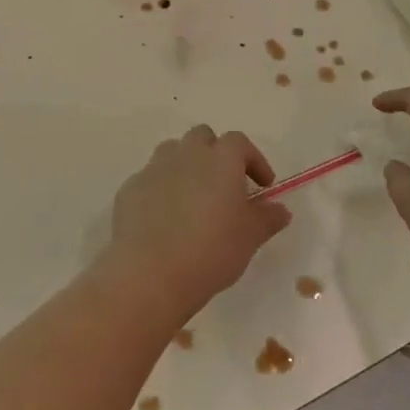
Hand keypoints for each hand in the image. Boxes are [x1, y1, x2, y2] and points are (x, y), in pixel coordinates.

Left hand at [103, 126, 291, 318]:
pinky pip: (150, 179)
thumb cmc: (211, 250)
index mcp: (219, 159)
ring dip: (186, 166)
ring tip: (194, 198)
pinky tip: (165, 219)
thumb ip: (267, 218)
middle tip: (225, 185)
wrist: (150, 272)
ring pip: (172, 152)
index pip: (239, 143)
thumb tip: (280, 209)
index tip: (262, 186)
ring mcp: (154, 168)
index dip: (253, 160)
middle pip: (202, 137)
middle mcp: (185, 154)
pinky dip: (161, 189)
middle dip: (215, 154)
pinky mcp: (130, 188)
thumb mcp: (250, 237)